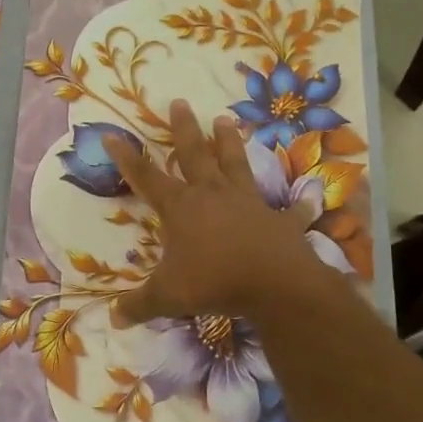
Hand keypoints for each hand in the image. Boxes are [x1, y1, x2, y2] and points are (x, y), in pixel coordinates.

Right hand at [103, 102, 348, 325]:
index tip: (112, 133)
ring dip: (230, 143)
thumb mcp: (167, 297)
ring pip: (236, 164)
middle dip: (184, 129)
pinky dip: (299, 204)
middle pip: (194, 154)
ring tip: (227, 120)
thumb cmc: (213, 283)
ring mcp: (248, 203)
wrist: (275, 285)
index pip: (145, 177)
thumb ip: (139, 305)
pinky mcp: (278, 219)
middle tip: (179, 102)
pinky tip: (311, 196)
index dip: (126, 157)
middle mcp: (212, 194)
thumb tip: (113, 318)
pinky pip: (290, 209)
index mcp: (180, 207)